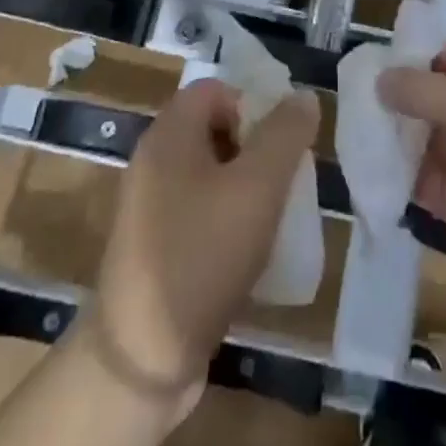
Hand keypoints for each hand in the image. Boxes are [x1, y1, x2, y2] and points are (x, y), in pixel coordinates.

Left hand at [84, 80, 319, 414]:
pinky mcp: (151, 248)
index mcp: (168, 135)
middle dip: (253, 148)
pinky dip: (223, 220)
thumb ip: (285, 135)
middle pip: (212, 129)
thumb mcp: (258, 187)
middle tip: (281, 181)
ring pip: (207, 174)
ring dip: (242, 187)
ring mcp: (148, 207)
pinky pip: (195, 212)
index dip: (252, 103)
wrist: (142, 357)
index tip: (280, 143)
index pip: (214, 89)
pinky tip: (246, 253)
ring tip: (271, 219)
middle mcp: (152, 161)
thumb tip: (303, 96)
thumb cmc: (203, 254)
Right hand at [377, 43, 445, 346]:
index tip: (378, 60)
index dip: (422, 56)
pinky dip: (397, 175)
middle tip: (353, 93)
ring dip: (395, 136)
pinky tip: (366, 167)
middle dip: (402, 97)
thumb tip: (382, 79)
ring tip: (351, 127)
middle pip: (439, 100)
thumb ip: (427, 91)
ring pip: (427, 141)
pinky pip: (422, 182)